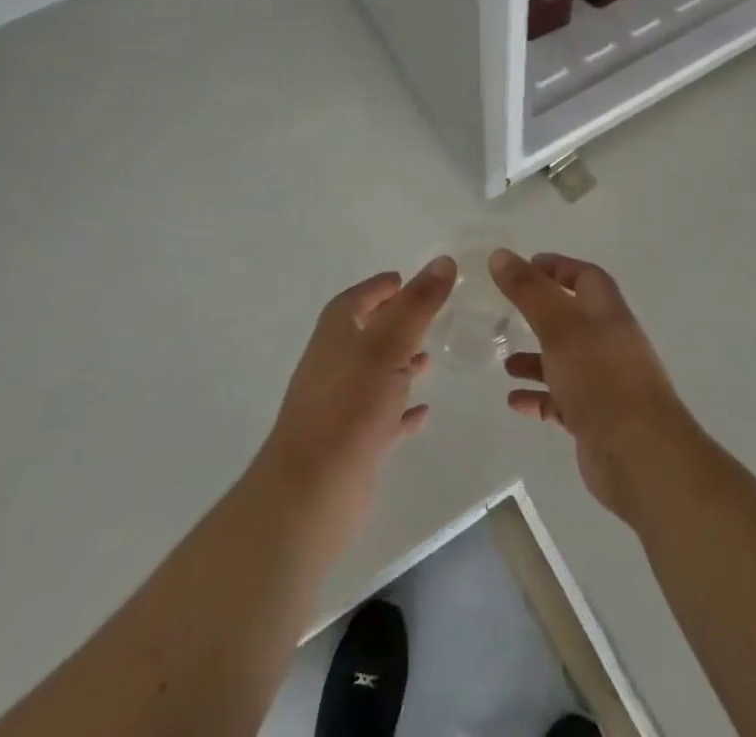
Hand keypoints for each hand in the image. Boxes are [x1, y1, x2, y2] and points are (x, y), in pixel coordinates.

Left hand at [255, 256, 455, 546]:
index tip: (402, 279)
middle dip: (392, 324)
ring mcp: (339, 408)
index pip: (354, 301)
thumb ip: (417, 305)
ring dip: (398, 365)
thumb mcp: (389, 346)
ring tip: (430, 360)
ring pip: (373, 377)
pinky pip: (380, 418)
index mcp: (334, 337)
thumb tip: (443, 261)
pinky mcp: (350, 446)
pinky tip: (423, 411)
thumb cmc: (350, 407)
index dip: (377, 288)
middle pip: (363, 336)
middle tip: (425, 317)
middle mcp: (332, 367)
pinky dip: (400, 410)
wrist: (312, 493)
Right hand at [490, 248, 693, 524]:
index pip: (585, 277)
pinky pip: (562, 400)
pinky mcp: (596, 418)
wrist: (640, 455)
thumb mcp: (558, 326)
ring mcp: (604, 382)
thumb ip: (528, 290)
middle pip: (573, 318)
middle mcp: (609, 342)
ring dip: (536, 360)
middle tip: (507, 313)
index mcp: (607, 313)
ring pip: (565, 361)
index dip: (558, 268)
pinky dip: (539, 397)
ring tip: (505, 364)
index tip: (525, 266)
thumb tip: (500, 254)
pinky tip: (515, 402)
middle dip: (541, 315)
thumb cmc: (599, 377)